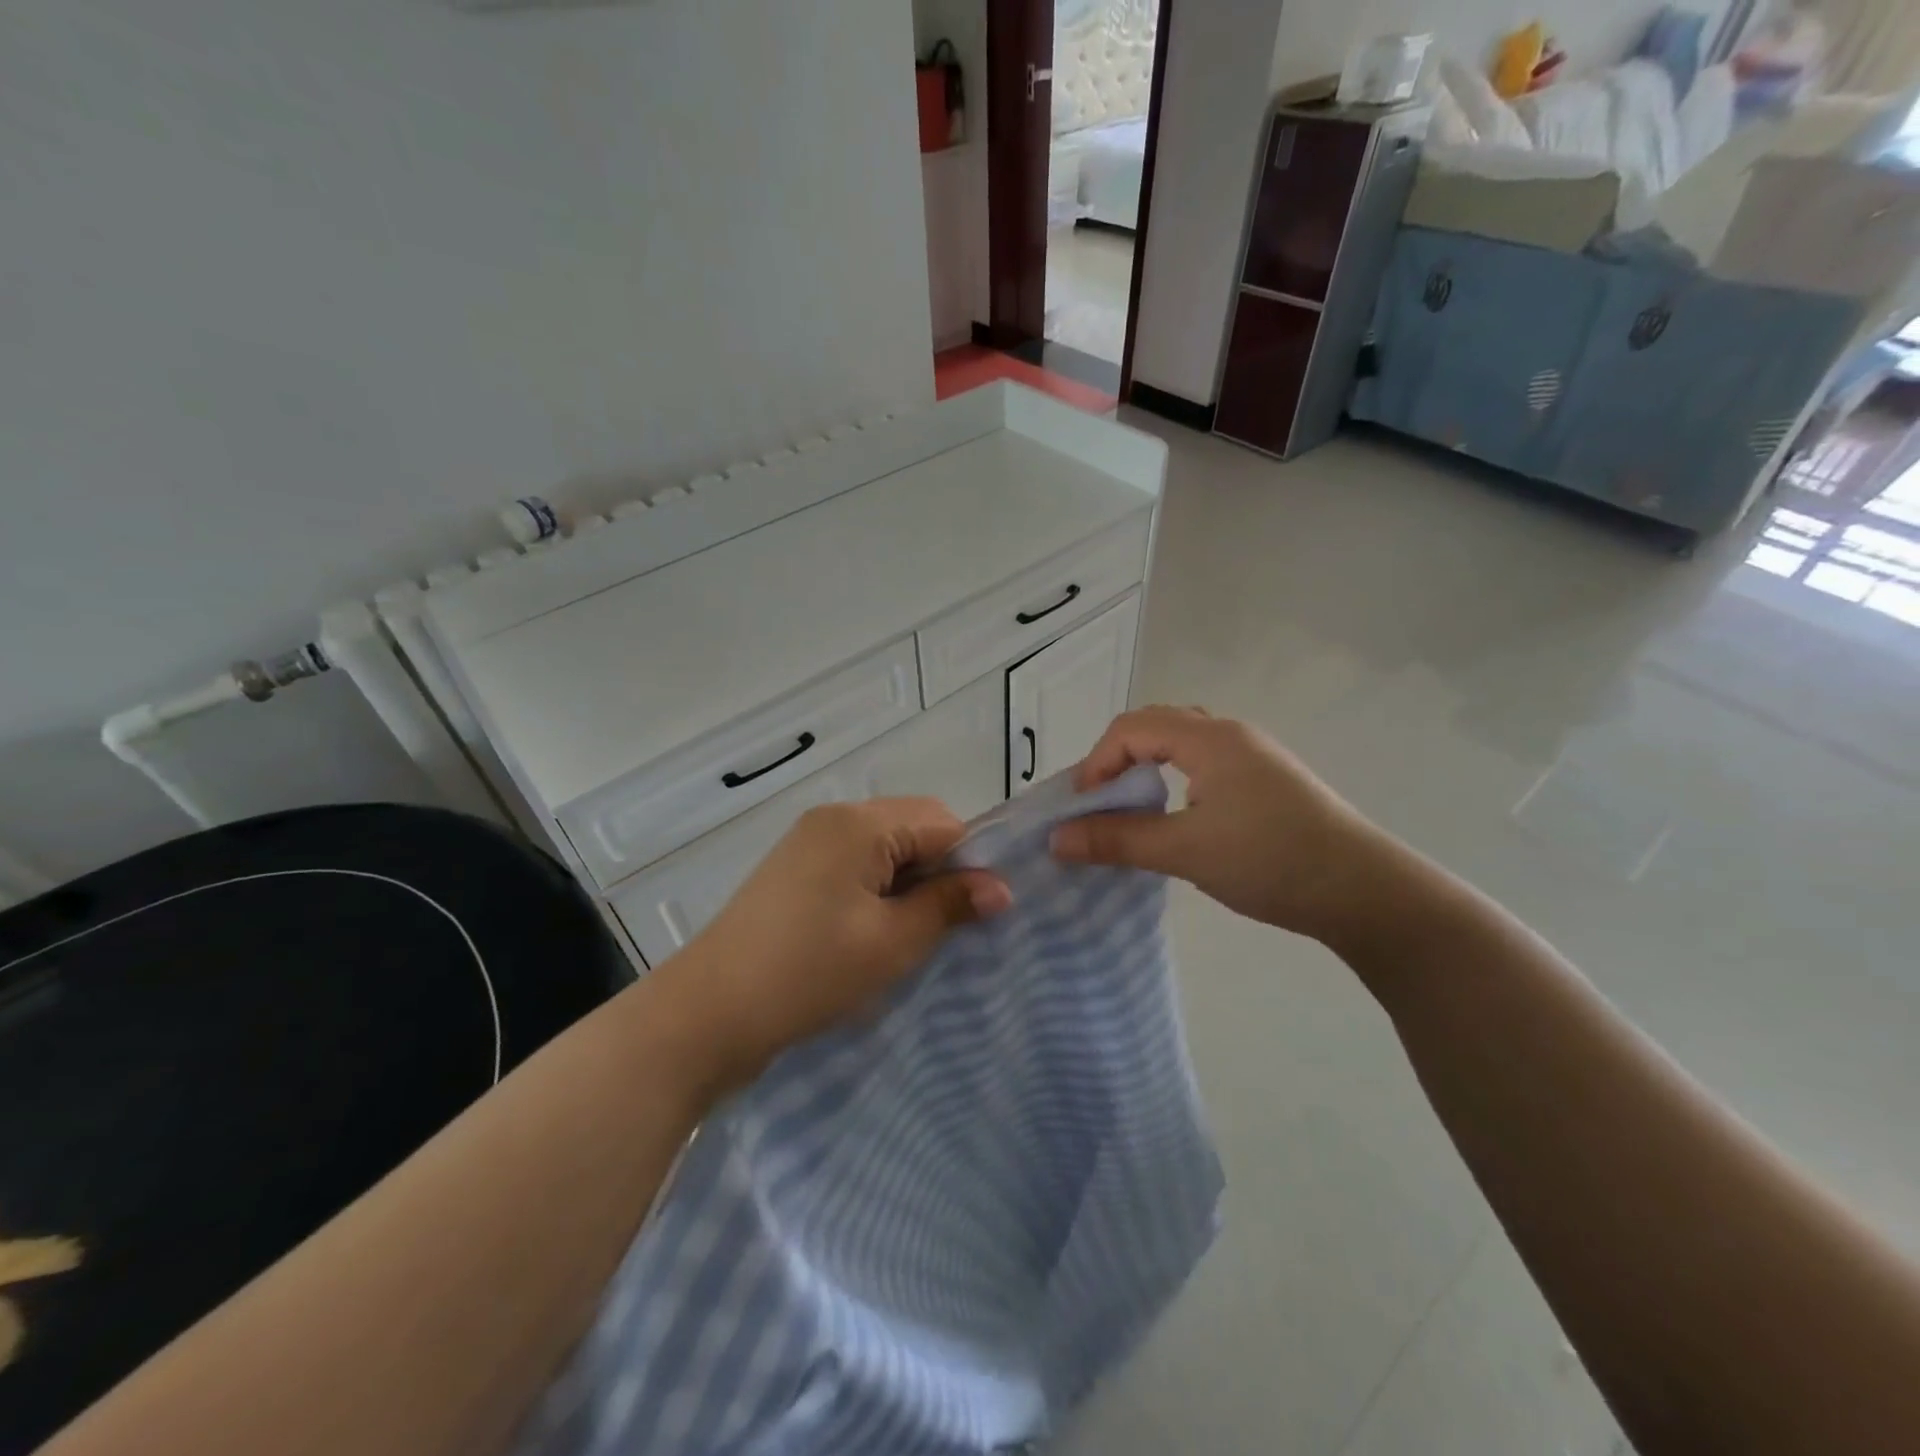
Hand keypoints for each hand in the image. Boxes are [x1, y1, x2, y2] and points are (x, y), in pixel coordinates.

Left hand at [653, 799, 1009, 1090]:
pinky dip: (877, 889)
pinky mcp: (794, 869)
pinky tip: (872, 930)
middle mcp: (834, 818)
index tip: (979, 913)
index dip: (970, 863)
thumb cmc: (810, 972)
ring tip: (907, 934)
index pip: (943, 823)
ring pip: (885, 848)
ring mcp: (809, 841)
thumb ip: (949, 905)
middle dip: (939, 872)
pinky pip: (855, 863)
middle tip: (943, 928)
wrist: (709, 1013)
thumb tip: (1002, 888)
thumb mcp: (892, 942)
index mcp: (859, 823)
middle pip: (913, 827)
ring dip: (908, 883)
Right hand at [1050, 706, 1385, 943]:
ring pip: (1182, 743)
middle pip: (1156, 725)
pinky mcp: (1268, 782)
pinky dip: (1174, 778)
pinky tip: (1178, 817)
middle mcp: (1231, 734)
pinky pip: (1205, 763)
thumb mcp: (1185, 851)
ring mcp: (1254, 756)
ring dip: (1147, 767)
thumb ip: (1118, 840)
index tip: (1082, 809)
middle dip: (1117, 760)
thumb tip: (1056, 838)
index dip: (1096, 763)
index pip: (1131, 729)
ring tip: (1131, 808)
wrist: (1365, 892)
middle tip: (1100, 803)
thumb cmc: (1269, 860)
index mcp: (1209, 739)